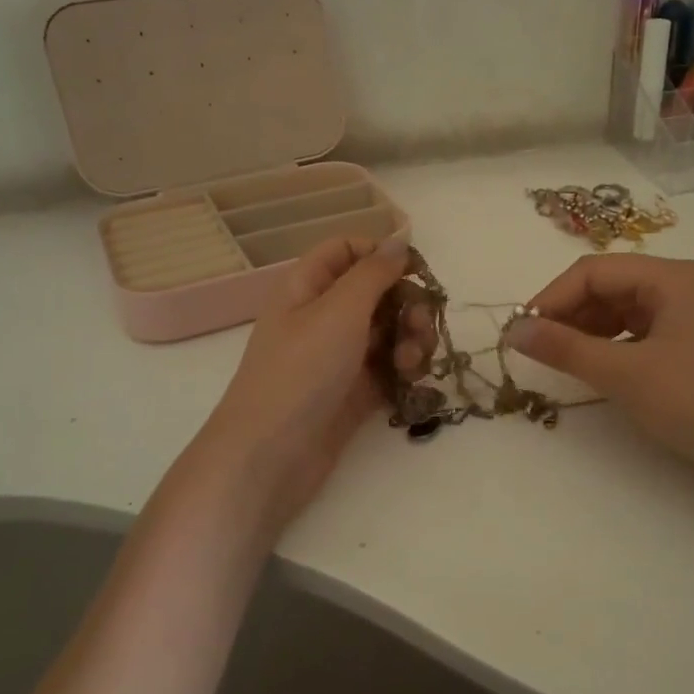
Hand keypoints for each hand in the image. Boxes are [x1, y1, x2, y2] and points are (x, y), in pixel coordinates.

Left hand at [182, 235, 428, 537]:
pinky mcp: (353, 392)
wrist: (271, 455)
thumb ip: (374, 272)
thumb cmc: (301, 371)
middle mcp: (322, 317)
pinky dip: (405, 369)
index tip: (417, 270)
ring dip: (410, 339)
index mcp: (307, 287)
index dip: (381, 253)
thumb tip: (398, 238)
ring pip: (388, 331)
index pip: (346, 250)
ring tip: (413, 363)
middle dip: (406, 304)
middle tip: (422, 325)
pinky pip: (388, 367)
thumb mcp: (339, 311)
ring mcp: (338, 356)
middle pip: (376, 293)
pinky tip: (411, 381)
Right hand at [507, 255, 693, 500]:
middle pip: (608, 287)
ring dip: (587, 331)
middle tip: (538, 352)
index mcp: (670, 277)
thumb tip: (512, 329)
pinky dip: (612, 347)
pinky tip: (599, 370)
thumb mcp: (626, 374)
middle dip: (568, 314)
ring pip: (622, 311)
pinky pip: (640, 333)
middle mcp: (681, 286)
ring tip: (563, 362)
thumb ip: (565, 348)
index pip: (593, 271)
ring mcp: (690, 316)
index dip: (551, 298)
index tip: (521, 335)